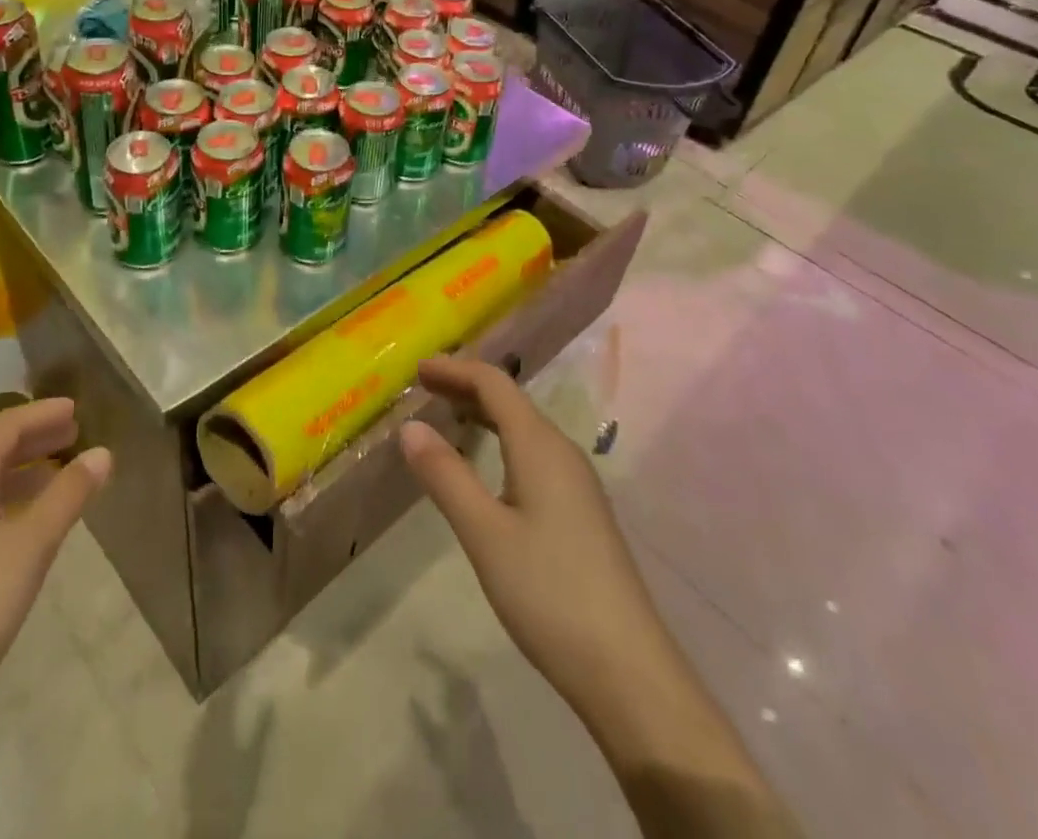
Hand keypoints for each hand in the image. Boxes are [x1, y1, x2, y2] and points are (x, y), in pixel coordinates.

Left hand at [0, 399, 111, 751]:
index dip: (42, 413)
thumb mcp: (29, 548)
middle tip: (75, 436)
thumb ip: (67, 495)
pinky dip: (4, 504)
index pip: (3, 427)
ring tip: (59, 477)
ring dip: (20, 473)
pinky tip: (24, 529)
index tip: (77, 409)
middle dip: (34, 440)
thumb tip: (102, 453)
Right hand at [401, 361, 797, 838]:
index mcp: (540, 445)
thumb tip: (409, 427)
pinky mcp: (580, 511)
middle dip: (466, 387)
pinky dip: (500, 442)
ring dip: (483, 414)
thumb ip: (446, 476)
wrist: (627, 669)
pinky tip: (487, 467)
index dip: (455, 370)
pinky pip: (533, 453)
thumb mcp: (484, 533)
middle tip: (423, 388)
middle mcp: (562, 452)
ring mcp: (576, 482)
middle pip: (510, 401)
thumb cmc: (549, 593)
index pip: (494, 384)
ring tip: (447, 417)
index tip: (417, 369)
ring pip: (523, 428)